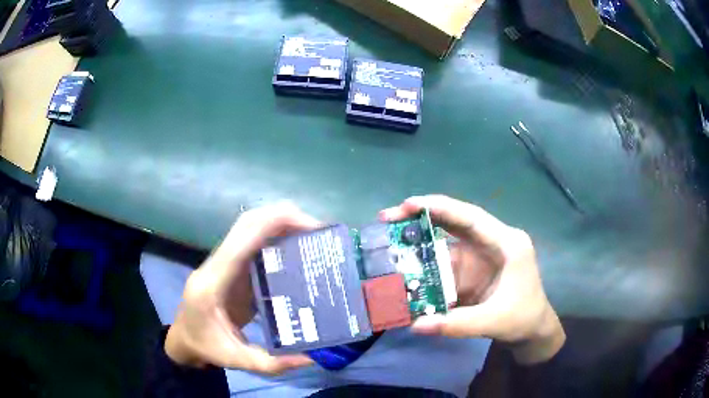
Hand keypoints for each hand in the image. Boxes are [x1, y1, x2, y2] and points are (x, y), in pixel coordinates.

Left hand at [165, 203, 320, 373]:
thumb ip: (272, 364)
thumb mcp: (236, 360)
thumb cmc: (205, 346)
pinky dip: (275, 236)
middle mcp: (216, 264)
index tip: (311, 228)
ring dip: (280, 223)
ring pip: (249, 227)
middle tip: (319, 230)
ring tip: (313, 235)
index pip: (242, 241)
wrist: (183, 338)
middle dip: (283, 216)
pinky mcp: (231, 267)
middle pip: (246, 223)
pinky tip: (297, 248)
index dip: (274, 225)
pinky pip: (253, 242)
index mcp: (213, 283)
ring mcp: (223, 262)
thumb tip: (311, 357)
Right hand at [380, 195, 564, 363]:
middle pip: (456, 221)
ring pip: (447, 241)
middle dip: (422, 216)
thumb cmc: (522, 318)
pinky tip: (407, 267)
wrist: (532, 330)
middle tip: (388, 217)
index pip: (472, 218)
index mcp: (507, 243)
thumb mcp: (493, 321)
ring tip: (389, 242)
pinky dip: (426, 264)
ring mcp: (481, 254)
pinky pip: (445, 262)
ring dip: (420, 241)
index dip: (441, 207)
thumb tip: (415, 325)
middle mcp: (493, 241)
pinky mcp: (472, 268)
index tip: (408, 204)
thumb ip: (457, 324)